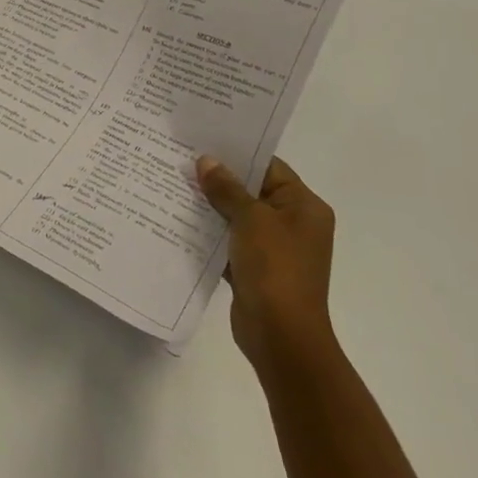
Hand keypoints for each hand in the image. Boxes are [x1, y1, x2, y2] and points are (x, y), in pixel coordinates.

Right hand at [196, 155, 336, 373]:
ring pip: (237, 216)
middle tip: (181, 160)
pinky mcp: (255, 268)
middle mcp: (293, 224)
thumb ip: (227, 188)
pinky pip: (229, 241)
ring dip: (210, 206)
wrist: (281, 335)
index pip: (269, 166)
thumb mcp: (251, 219)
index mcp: (304, 206)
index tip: (202, 141)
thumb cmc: (275, 268)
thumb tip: (206, 161)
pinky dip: (209, 233)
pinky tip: (179, 221)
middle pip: (251, 190)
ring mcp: (274, 248)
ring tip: (173, 185)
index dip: (237, 153)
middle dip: (218, 179)